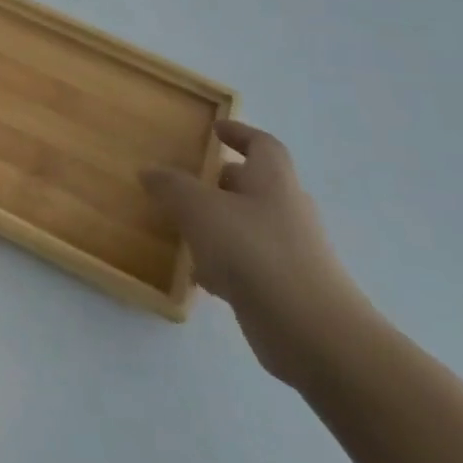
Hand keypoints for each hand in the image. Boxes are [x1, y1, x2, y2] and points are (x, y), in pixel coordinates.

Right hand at [144, 120, 372, 384]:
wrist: (312, 332)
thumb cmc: (255, 252)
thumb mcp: (199, 209)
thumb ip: (171, 186)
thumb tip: (150, 171)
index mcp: (274, 182)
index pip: (263, 145)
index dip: (240, 133)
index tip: (216, 130)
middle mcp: (287, 211)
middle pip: (255, 186)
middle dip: (222, 182)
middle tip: (187, 181)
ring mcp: (290, 252)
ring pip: (248, 226)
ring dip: (219, 223)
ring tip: (182, 227)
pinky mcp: (285, 288)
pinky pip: (248, 263)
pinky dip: (223, 262)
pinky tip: (197, 274)